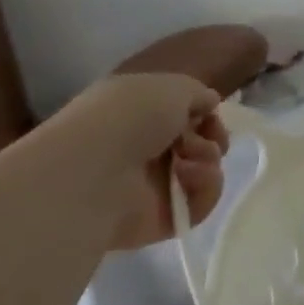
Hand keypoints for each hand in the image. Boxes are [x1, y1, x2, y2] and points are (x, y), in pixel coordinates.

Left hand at [62, 73, 229, 250]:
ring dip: (208, 158)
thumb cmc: (129, 118)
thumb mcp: (172, 86)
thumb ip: (198, 93)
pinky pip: (202, 203)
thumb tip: (209, 104)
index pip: (184, 116)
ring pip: (206, 170)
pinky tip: (186, 176)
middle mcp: (145, 150)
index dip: (203, 113)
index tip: (208, 113)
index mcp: (138, 116)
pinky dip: (205, 186)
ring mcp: (153, 186)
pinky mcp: (163, 218)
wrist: (92, 172)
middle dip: (211, 137)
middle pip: (200, 143)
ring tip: (187, 159)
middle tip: (201, 138)